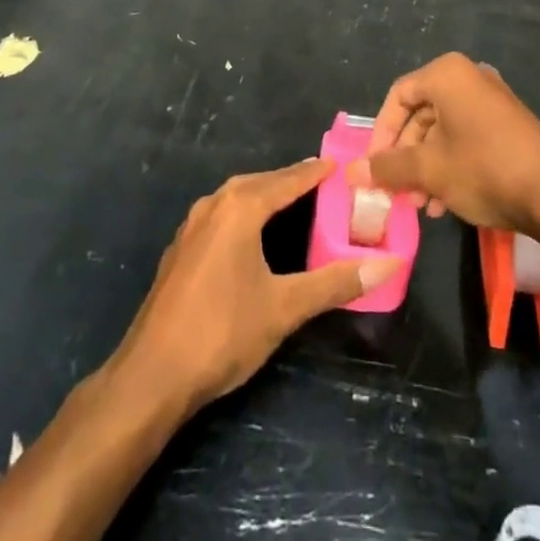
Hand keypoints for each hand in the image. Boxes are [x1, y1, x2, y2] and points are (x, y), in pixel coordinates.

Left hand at [113, 159, 400, 416]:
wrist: (151, 375)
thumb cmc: (222, 332)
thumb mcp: (285, 308)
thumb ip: (335, 283)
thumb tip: (388, 265)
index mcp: (240, 207)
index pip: (288, 179)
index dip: (315, 172)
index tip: (340, 165)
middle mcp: (214, 204)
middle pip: (261, 183)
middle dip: (291, 181)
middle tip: (323, 185)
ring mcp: (192, 225)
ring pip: (237, 197)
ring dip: (265, 196)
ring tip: (294, 204)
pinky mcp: (181, 249)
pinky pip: (221, 215)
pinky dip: (244, 214)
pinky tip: (253, 235)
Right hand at [348, 53, 539, 241]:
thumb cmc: (483, 169)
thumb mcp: (429, 170)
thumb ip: (387, 168)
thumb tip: (350, 173)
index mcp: (446, 74)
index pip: (398, 96)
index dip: (380, 134)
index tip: (373, 168)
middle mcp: (468, 78)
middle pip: (420, 114)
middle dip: (404, 156)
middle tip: (397, 191)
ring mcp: (491, 100)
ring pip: (443, 130)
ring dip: (425, 166)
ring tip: (421, 205)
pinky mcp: (507, 124)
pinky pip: (465, 137)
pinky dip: (449, 164)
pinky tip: (445, 203)